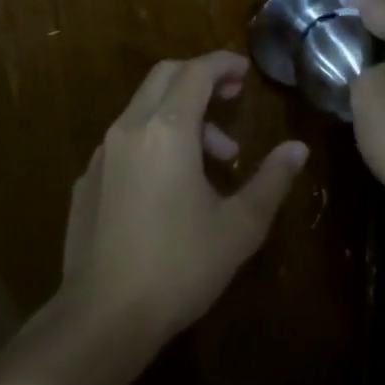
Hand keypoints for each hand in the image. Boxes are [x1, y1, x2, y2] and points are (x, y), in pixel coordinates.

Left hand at [59, 52, 307, 346]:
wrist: (101, 320)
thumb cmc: (179, 267)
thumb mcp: (239, 226)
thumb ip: (271, 180)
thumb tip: (298, 149)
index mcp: (167, 129)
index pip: (197, 72)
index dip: (223, 64)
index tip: (246, 72)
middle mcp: (130, 128)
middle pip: (165, 76)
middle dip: (200, 78)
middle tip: (231, 98)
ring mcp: (102, 154)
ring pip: (144, 108)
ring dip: (181, 115)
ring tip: (214, 158)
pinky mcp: (86, 181)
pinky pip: (125, 140)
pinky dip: (154, 139)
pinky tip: (170, 184)